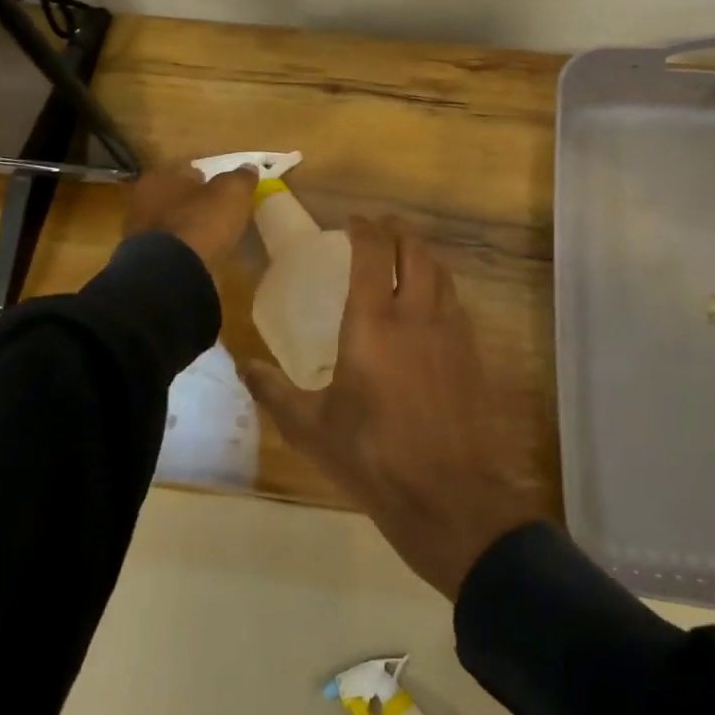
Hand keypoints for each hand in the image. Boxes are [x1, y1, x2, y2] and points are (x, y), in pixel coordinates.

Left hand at [122, 163, 258, 270]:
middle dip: (195, 203)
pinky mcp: (144, 260)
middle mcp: (142, 200)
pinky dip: (184, 249)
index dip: (207, 178)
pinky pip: (171, 247)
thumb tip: (249, 168)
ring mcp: (140, 232)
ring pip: (172, 223)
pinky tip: (201, 255)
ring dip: (189, 227)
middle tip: (220, 212)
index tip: (223, 189)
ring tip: (213, 236)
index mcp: (160, 177)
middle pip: (177, 197)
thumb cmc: (201, 221)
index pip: (186, 170)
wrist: (172, 272)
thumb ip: (241, 177)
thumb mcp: (232, 192)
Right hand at [238, 217, 545, 598]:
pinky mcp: (472, 351)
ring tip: (405, 257)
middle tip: (380, 229)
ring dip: (422, 254)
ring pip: (441, 271)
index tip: (353, 221)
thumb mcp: (311, 428)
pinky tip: (430, 306)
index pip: (372, 252)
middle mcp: (416, 313)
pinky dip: (440, 287)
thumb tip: (243, 366)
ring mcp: (450, 330)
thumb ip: (274, 391)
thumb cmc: (371, 456)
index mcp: (374, 322)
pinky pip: (456, 301)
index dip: (364, 228)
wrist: (448, 493)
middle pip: (415, 249)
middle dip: (397, 230)